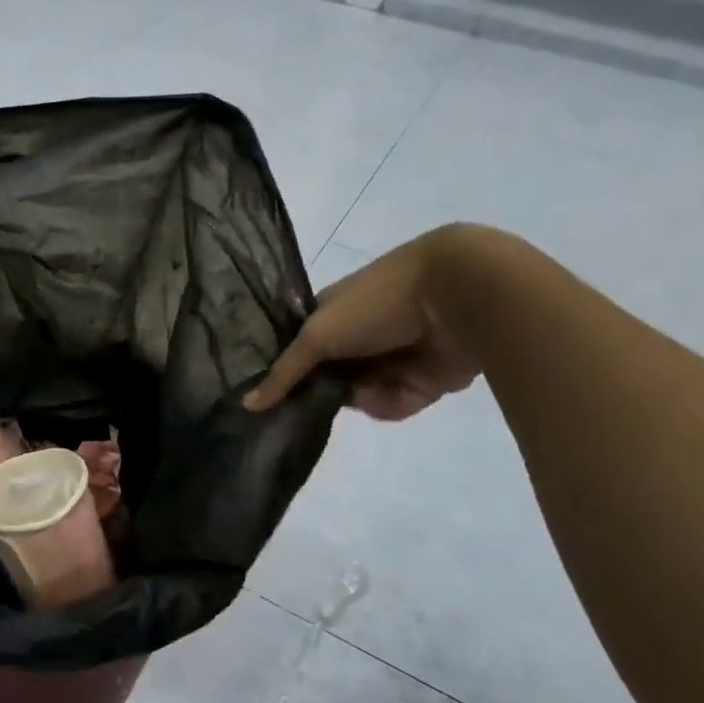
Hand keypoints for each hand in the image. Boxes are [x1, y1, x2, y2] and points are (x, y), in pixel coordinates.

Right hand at [245, 227, 482, 419]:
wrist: (457, 298)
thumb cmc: (378, 304)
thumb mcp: (318, 335)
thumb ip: (284, 373)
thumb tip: (247, 404)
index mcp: (331, 316)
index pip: (299, 351)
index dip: (290, 373)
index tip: (279, 397)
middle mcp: (358, 337)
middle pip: (329, 380)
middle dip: (329, 391)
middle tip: (326, 399)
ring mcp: (391, 358)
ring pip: (363, 396)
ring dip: (369, 396)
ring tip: (380, 386)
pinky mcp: (423, 379)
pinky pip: (397, 404)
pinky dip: (400, 400)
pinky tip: (408, 388)